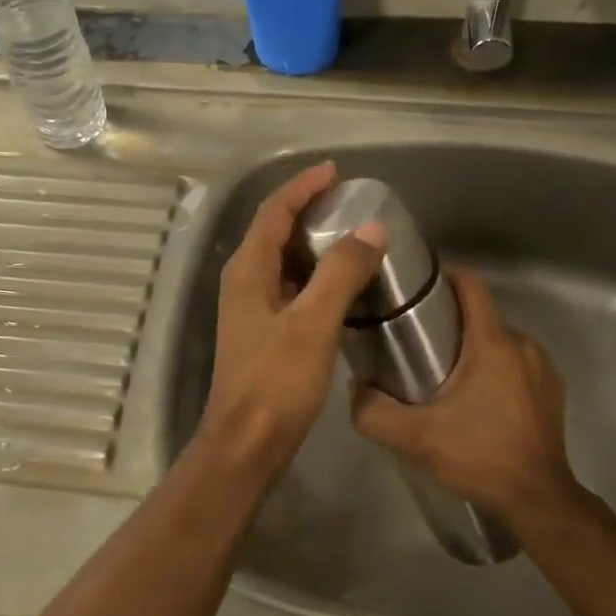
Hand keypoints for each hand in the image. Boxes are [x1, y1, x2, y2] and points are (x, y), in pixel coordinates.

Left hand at [199, 161, 385, 463]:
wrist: (246, 444)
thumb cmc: (276, 381)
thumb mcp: (313, 322)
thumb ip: (341, 272)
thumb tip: (372, 228)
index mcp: (248, 269)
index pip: (274, 211)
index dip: (302, 187)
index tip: (335, 172)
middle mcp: (243, 281)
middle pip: (274, 230)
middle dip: (308, 209)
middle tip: (348, 201)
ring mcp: (250, 307)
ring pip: (282, 260)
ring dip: (311, 242)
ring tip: (350, 234)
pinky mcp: (262, 331)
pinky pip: (289, 286)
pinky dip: (313, 274)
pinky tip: (340, 284)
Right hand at [349, 267, 586, 528]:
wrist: (538, 501)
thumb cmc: (479, 457)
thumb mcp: (414, 438)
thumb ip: (372, 412)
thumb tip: (355, 387)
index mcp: (493, 343)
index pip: (471, 284)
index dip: (444, 275)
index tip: (417, 286)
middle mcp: (522, 345)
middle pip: (481, 315)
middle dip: (450, 321)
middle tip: (417, 343)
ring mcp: (543, 368)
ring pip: (498, 340)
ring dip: (473, 348)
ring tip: (443, 373)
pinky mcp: (552, 391)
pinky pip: (517, 363)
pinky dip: (495, 369)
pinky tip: (477, 399)